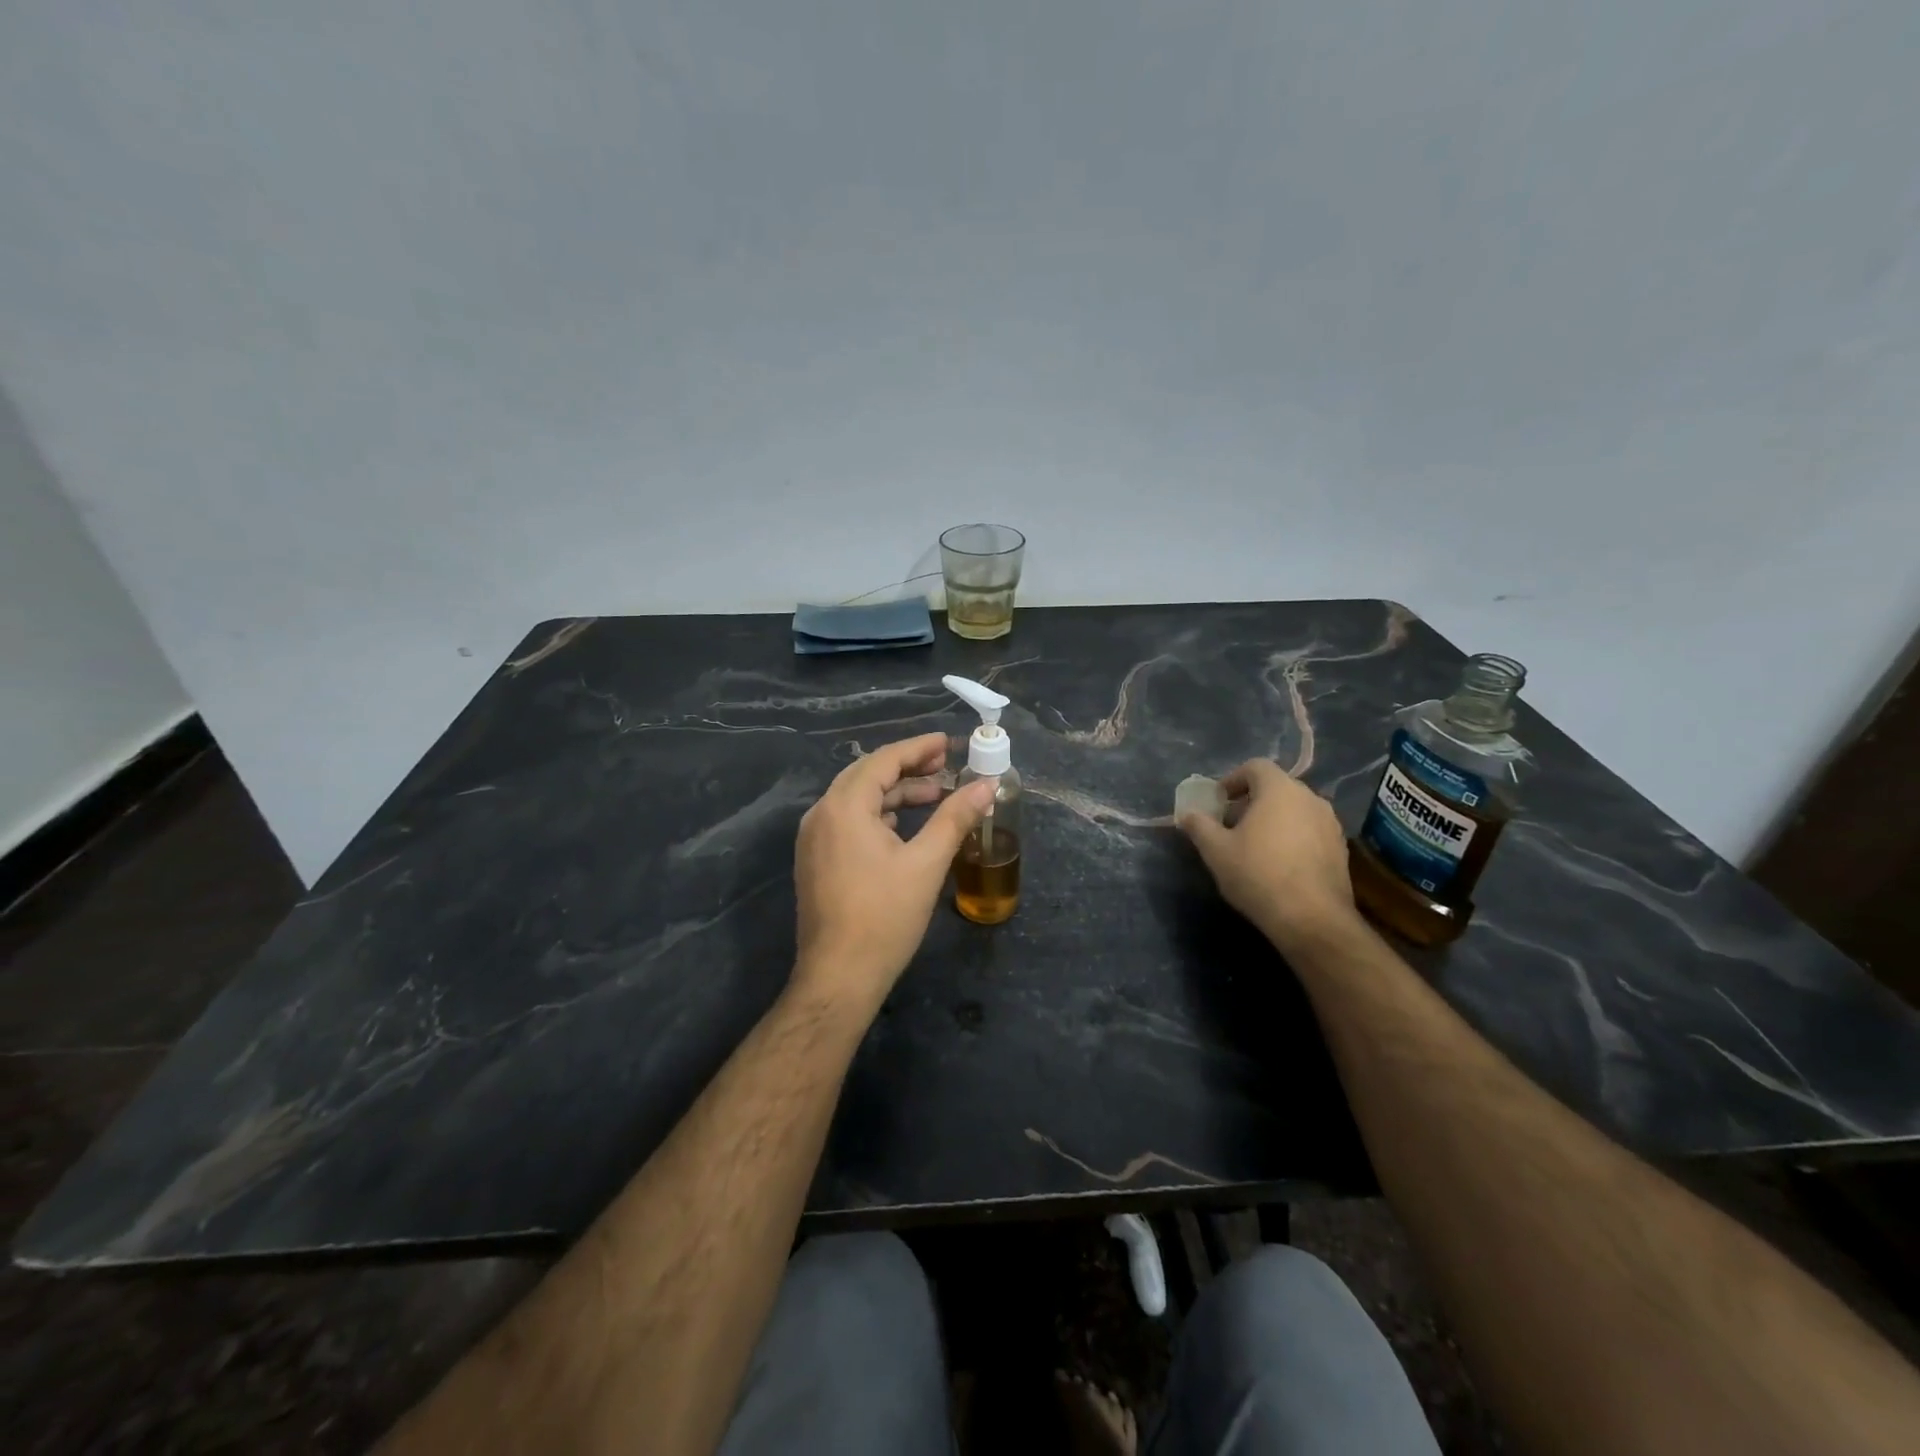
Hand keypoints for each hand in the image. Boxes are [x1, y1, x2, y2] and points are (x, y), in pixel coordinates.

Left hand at [793, 733, 995, 1008]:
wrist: (839, 977)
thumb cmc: (884, 917)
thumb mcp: (927, 863)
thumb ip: (955, 817)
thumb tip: (987, 785)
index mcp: (844, 807)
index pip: (883, 760)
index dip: (918, 748)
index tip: (948, 742)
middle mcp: (821, 814)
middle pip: (867, 775)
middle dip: (907, 767)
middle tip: (945, 764)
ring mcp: (814, 839)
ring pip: (857, 799)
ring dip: (895, 793)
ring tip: (935, 794)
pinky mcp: (816, 860)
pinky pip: (848, 821)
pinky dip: (878, 815)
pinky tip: (904, 826)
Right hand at [1179, 759, 1356, 949]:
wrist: (1312, 919)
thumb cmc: (1258, 875)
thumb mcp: (1216, 850)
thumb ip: (1199, 825)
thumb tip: (1187, 814)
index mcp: (1280, 790)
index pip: (1255, 766)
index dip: (1232, 779)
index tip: (1218, 802)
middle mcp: (1311, 798)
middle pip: (1276, 788)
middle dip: (1251, 802)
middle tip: (1230, 826)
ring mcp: (1331, 824)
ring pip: (1295, 810)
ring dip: (1273, 820)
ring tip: (1254, 847)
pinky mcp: (1341, 850)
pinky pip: (1310, 831)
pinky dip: (1292, 838)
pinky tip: (1279, 865)